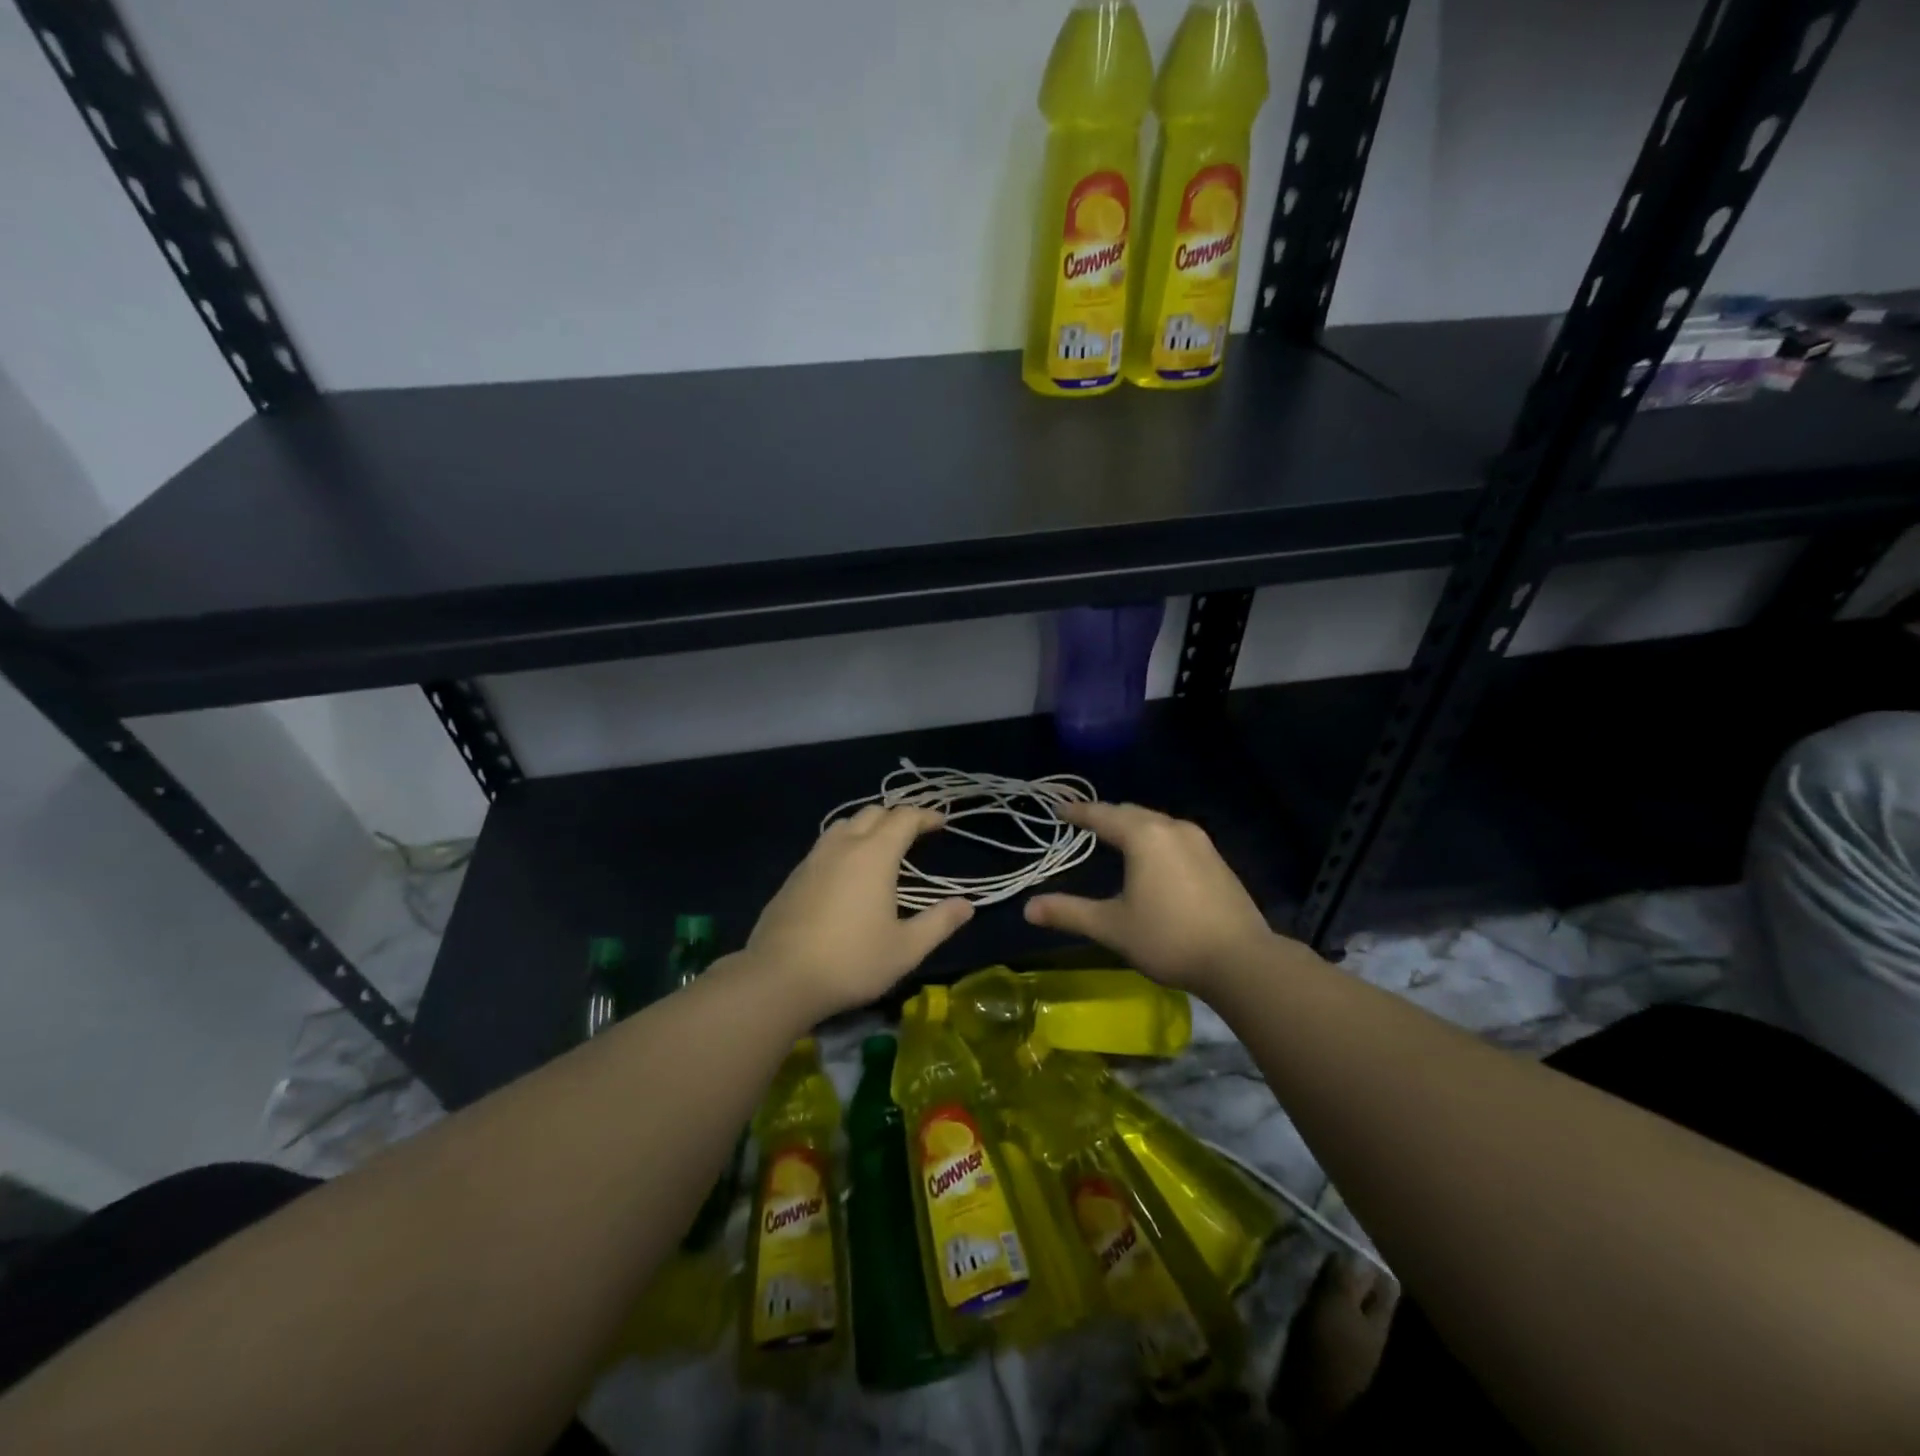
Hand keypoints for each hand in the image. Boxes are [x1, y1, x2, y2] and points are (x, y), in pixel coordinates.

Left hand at [744, 805, 973, 1019]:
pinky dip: (844, 844)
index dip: (925, 816)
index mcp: (874, 855)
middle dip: (896, 816)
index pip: (903, 818)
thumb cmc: (851, 961)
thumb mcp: (906, 949)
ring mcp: (813, 859)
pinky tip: (846, 870)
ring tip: (880, 845)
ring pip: (844, 824)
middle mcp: (843, 846)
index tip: (940, 822)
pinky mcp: (793, 877)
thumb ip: (939, 923)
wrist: (779, 978)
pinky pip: (825, 845)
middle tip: (914, 833)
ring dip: (867, 825)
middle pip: (872, 813)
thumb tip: (966, 905)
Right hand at [1024, 802, 1276, 994]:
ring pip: (1157, 823)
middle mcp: (1172, 828)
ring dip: (1133, 825)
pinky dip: (1154, 838)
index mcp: (1144, 836)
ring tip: (1115, 836)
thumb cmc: (1169, 938)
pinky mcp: (1217, 860)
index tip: (1059, 809)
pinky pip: (1175, 837)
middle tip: (1084, 821)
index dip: (1078, 812)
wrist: (1241, 960)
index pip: (1103, 815)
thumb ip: (1069, 913)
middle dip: (1106, 815)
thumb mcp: (1112, 927)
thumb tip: (1027, 909)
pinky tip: (1152, 858)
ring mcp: (1200, 842)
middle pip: (1132, 812)